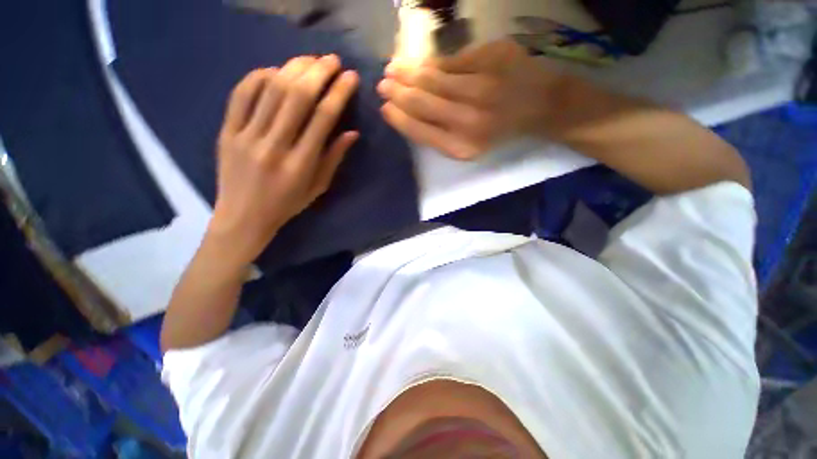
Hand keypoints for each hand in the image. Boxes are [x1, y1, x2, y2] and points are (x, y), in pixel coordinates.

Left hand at [209, 55, 359, 264]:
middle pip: (297, 96)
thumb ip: (334, 158)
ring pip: (271, 90)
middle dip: (318, 72)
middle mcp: (274, 145)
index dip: (339, 93)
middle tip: (332, 60)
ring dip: (293, 68)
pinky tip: (274, 71)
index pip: (323, 118)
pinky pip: (241, 95)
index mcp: (300, 164)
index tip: (350, 77)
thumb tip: (352, 133)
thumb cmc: (287, 205)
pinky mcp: (227, 132)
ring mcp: (246, 136)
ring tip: (309, 60)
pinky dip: (258, 77)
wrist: (243, 217)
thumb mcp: (318, 188)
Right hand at [378, 40, 562, 159]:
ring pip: (432, 77)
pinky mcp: (492, 58)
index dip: (398, 118)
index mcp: (461, 146)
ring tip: (393, 69)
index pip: (418, 130)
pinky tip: (419, 64)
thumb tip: (406, 113)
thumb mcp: (468, 147)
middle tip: (383, 85)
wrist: (541, 106)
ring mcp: (481, 87)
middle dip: (397, 92)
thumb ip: (438, 134)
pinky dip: (432, 63)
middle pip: (420, 102)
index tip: (384, 108)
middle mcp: (469, 120)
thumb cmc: (499, 132)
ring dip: (407, 72)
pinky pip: (452, 60)